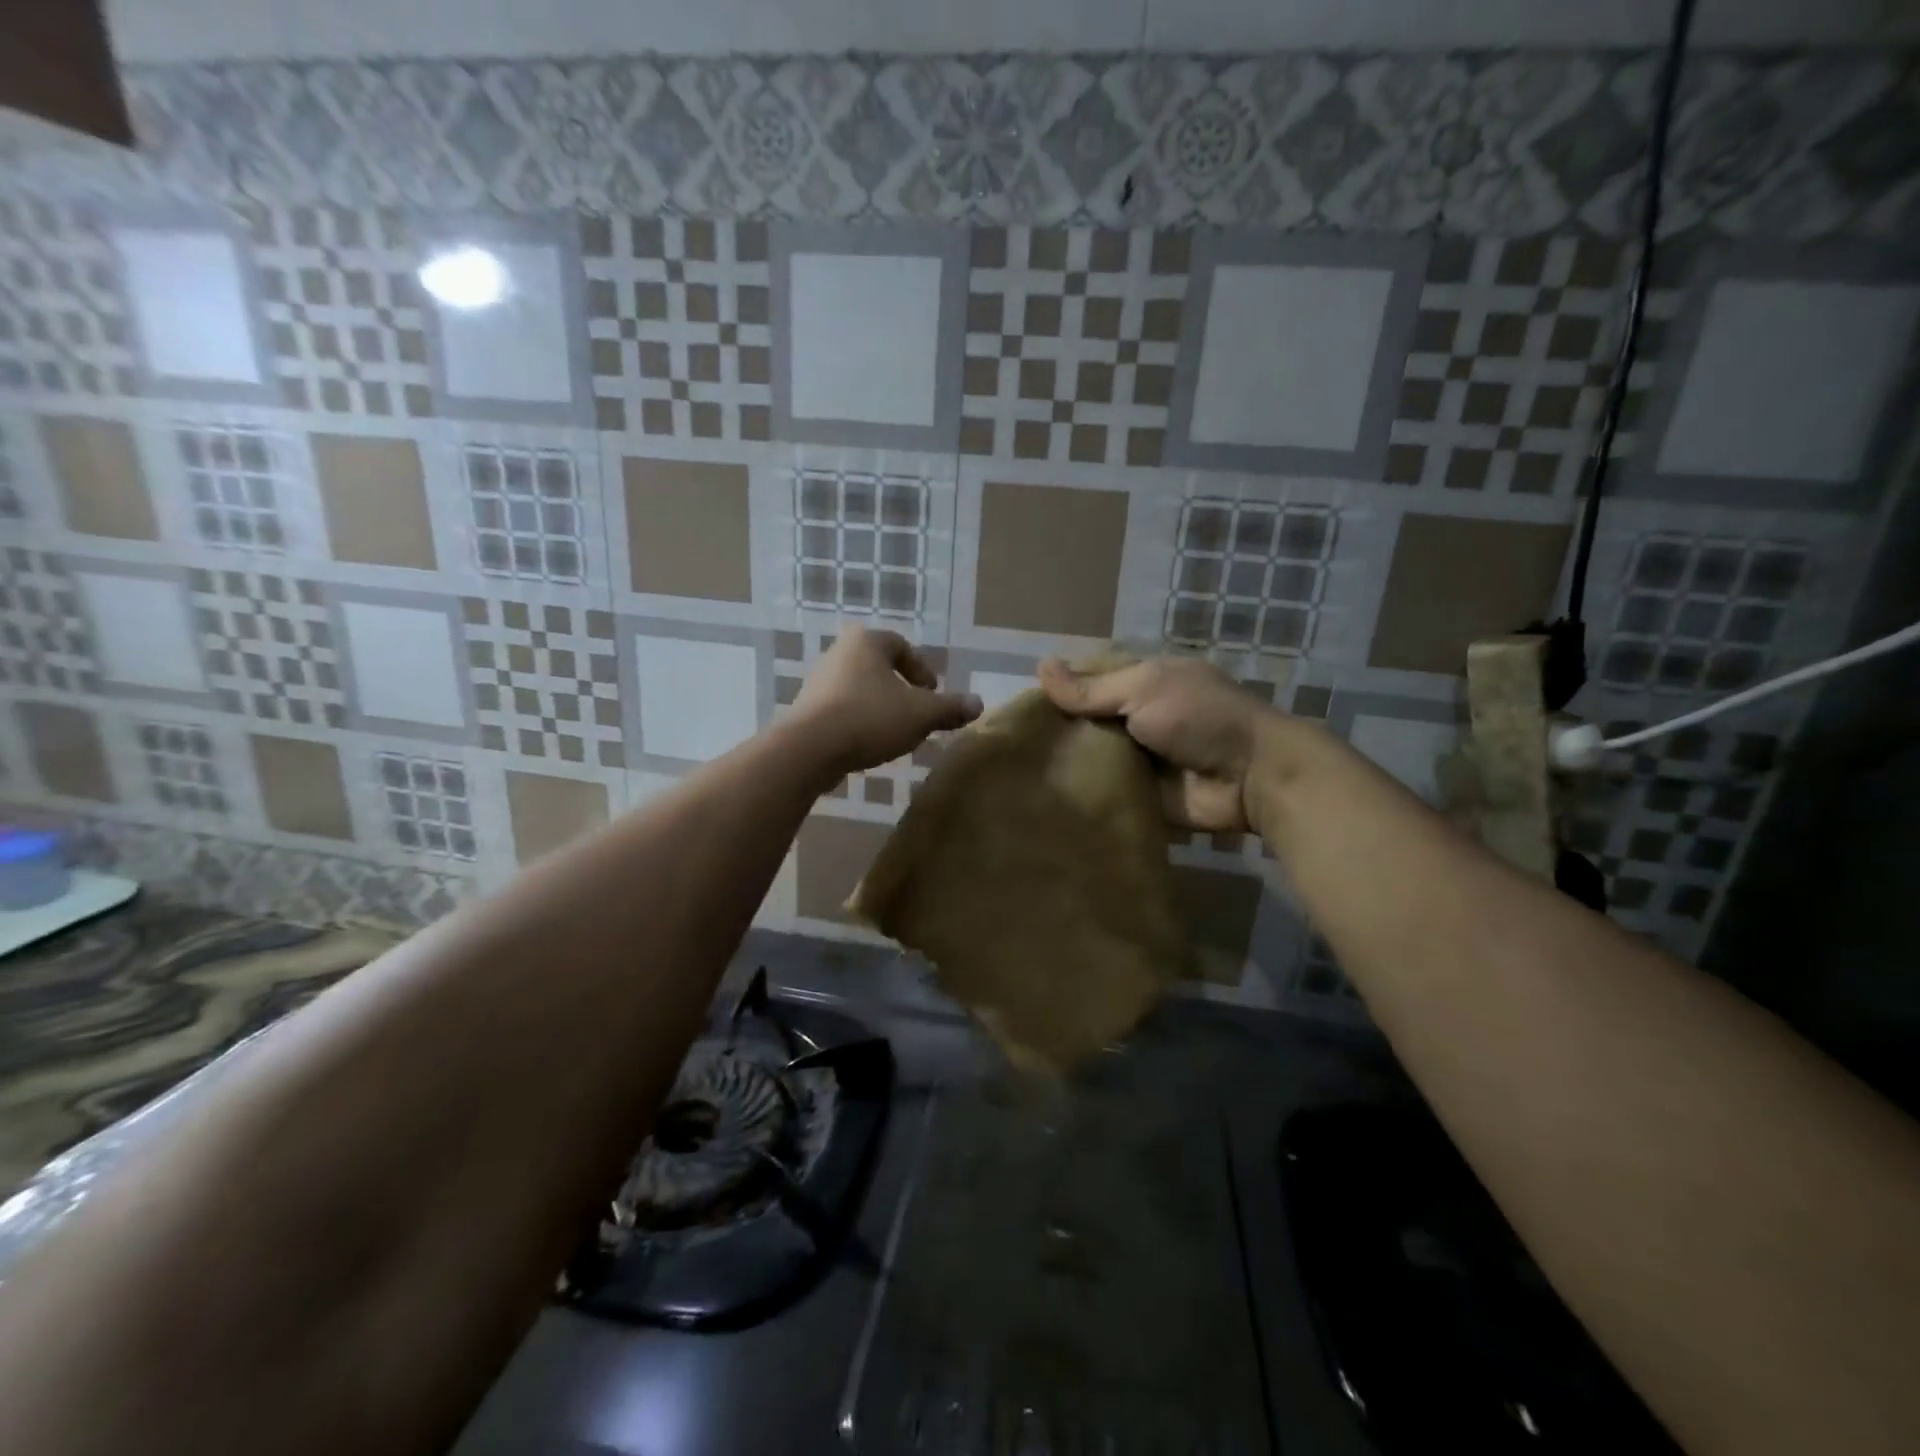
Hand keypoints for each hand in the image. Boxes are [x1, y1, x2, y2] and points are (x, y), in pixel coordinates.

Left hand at [792, 626, 981, 778]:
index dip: (921, 669)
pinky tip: (869, 744)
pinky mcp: (806, 710)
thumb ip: (950, 708)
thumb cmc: (870, 718)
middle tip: (916, 712)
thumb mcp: (921, 714)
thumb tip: (978, 704)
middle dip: (900, 689)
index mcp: (866, 642)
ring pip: (859, 690)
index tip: (931, 693)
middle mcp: (838, 654)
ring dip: (880, 707)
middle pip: (878, 667)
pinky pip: (842, 711)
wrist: (809, 749)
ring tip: (895, 732)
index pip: (900, 646)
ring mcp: (818, 682)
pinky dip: (859, 722)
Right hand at [1039, 656, 1276, 832]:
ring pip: (1092, 758)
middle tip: (1014, 746)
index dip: (1060, 691)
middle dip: (1057, 731)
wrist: (1250, 776)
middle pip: (1087, 723)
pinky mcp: (1141, 796)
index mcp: (1143, 683)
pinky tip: (1044, 798)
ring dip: (1066, 764)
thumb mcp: (1144, 689)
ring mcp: (1140, 759)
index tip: (1023, 708)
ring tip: (1019, 773)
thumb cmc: (1199, 717)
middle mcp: (1138, 718)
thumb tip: (1040, 667)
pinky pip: (1104, 792)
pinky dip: (1082, 794)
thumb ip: (1092, 689)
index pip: (1090, 682)